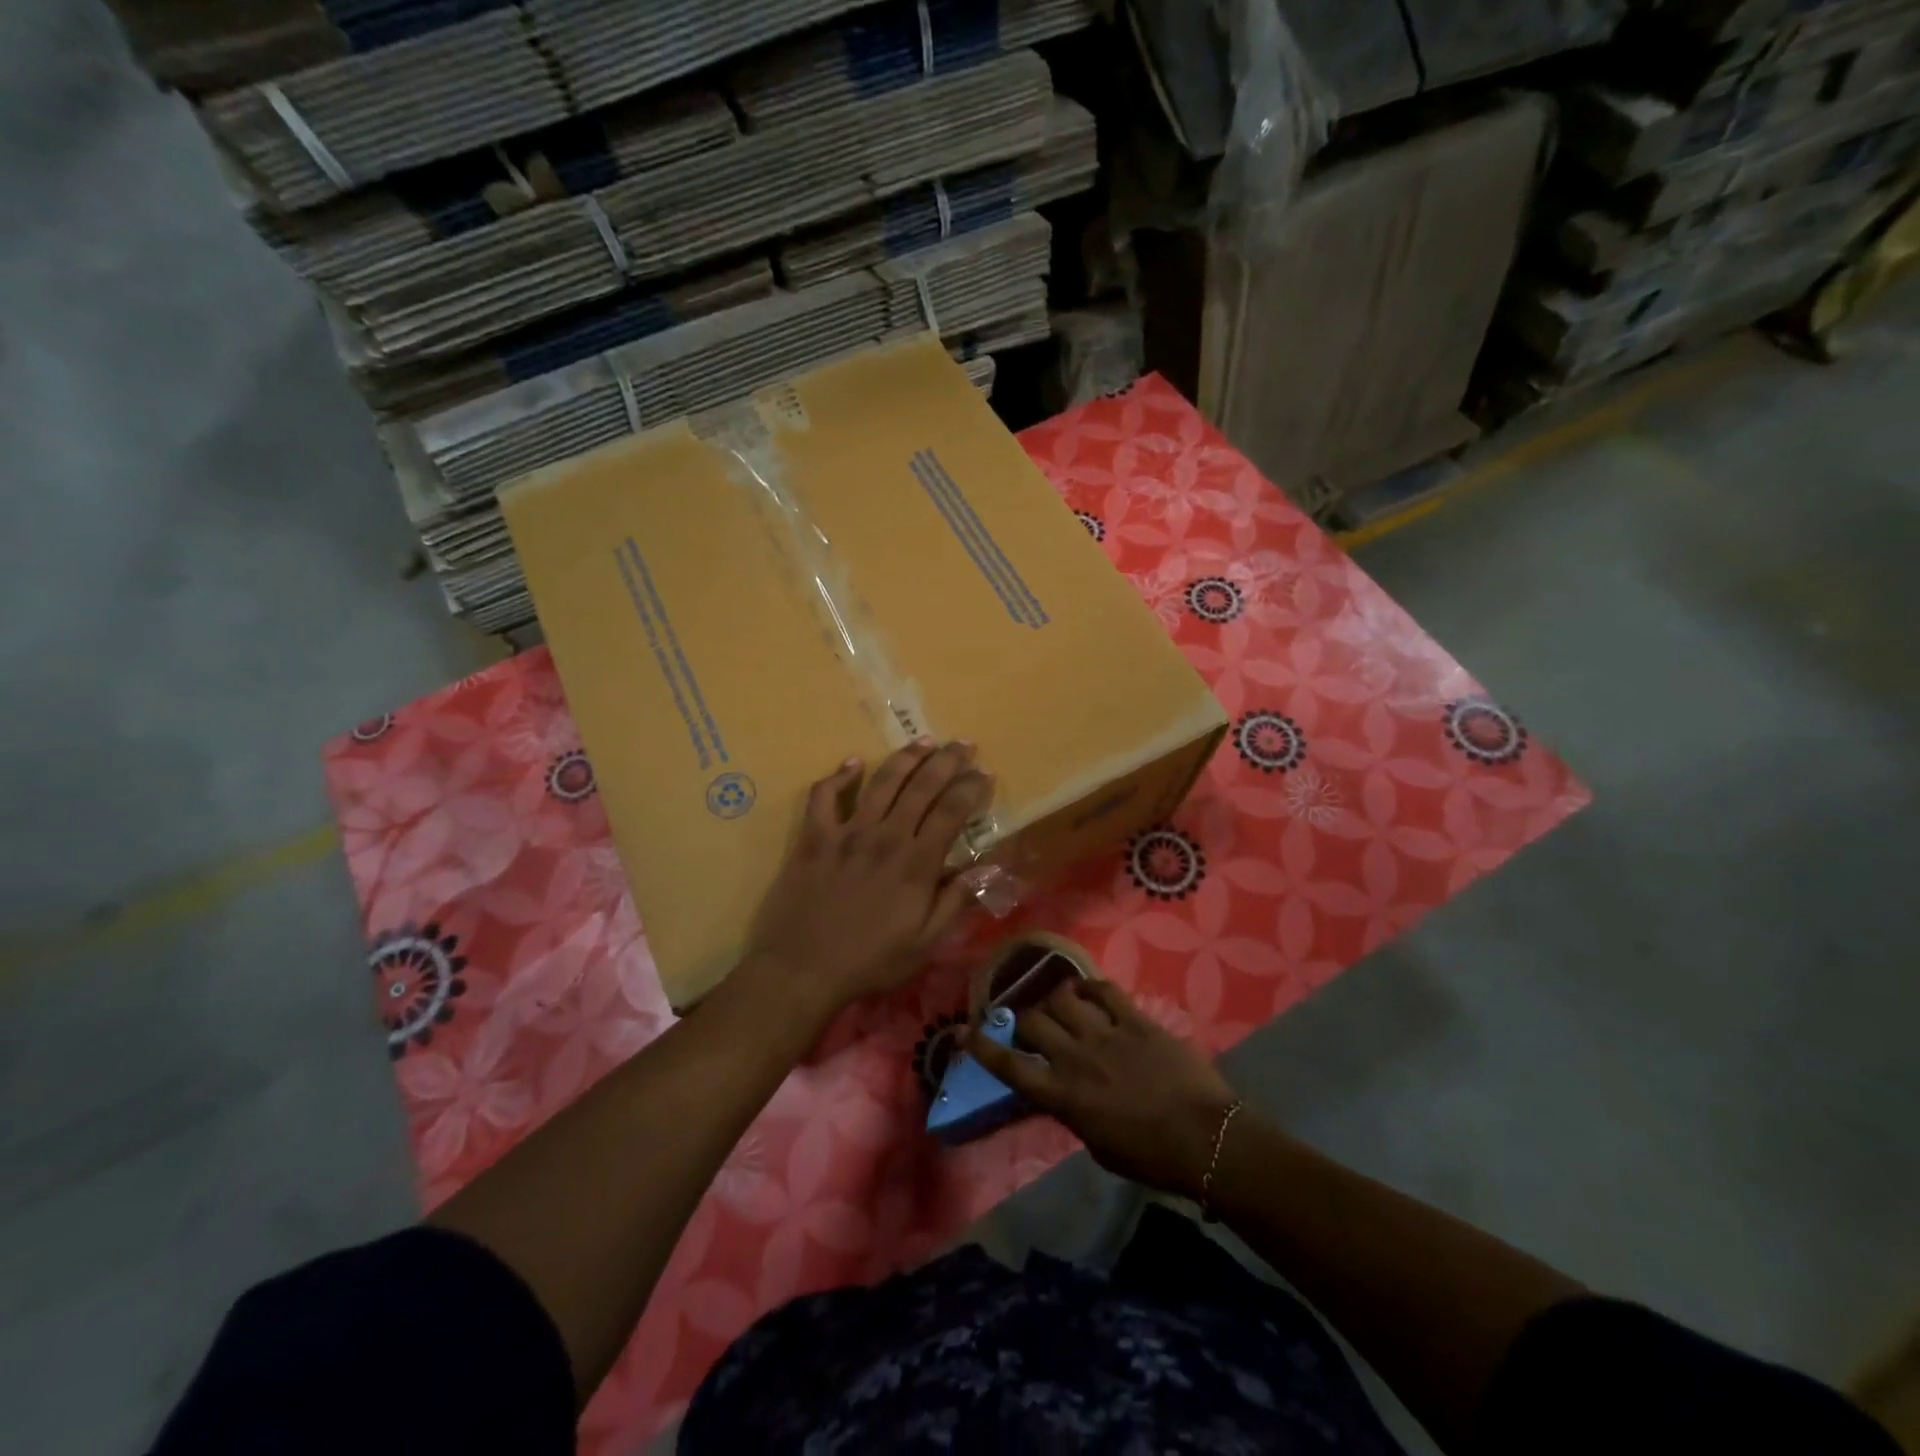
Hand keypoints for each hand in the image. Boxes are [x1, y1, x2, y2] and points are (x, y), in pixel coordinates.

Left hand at [741, 740, 992, 1020]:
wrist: (802, 970)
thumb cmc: (869, 962)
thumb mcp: (925, 943)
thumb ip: (956, 901)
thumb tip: (989, 867)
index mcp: (916, 863)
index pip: (951, 812)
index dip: (970, 788)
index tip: (984, 773)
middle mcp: (886, 837)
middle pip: (922, 786)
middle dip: (947, 760)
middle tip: (963, 743)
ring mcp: (847, 833)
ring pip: (882, 782)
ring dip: (905, 757)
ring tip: (923, 741)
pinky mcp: (814, 837)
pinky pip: (824, 795)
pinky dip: (839, 776)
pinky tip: (853, 763)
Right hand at [962, 978, 1237, 1199]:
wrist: (1205, 1140)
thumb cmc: (1151, 1158)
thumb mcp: (1098, 1146)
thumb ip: (1073, 1113)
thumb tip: (1063, 1093)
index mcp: (1062, 1097)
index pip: (1009, 1066)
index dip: (981, 1047)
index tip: (961, 1031)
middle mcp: (1075, 1059)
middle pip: (1032, 1021)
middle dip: (1024, 1018)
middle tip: (1030, 1020)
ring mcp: (1105, 1034)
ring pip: (1063, 997)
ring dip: (1055, 998)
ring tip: (1060, 1001)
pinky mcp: (1135, 1020)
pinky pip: (1105, 990)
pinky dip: (1092, 986)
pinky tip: (1089, 990)